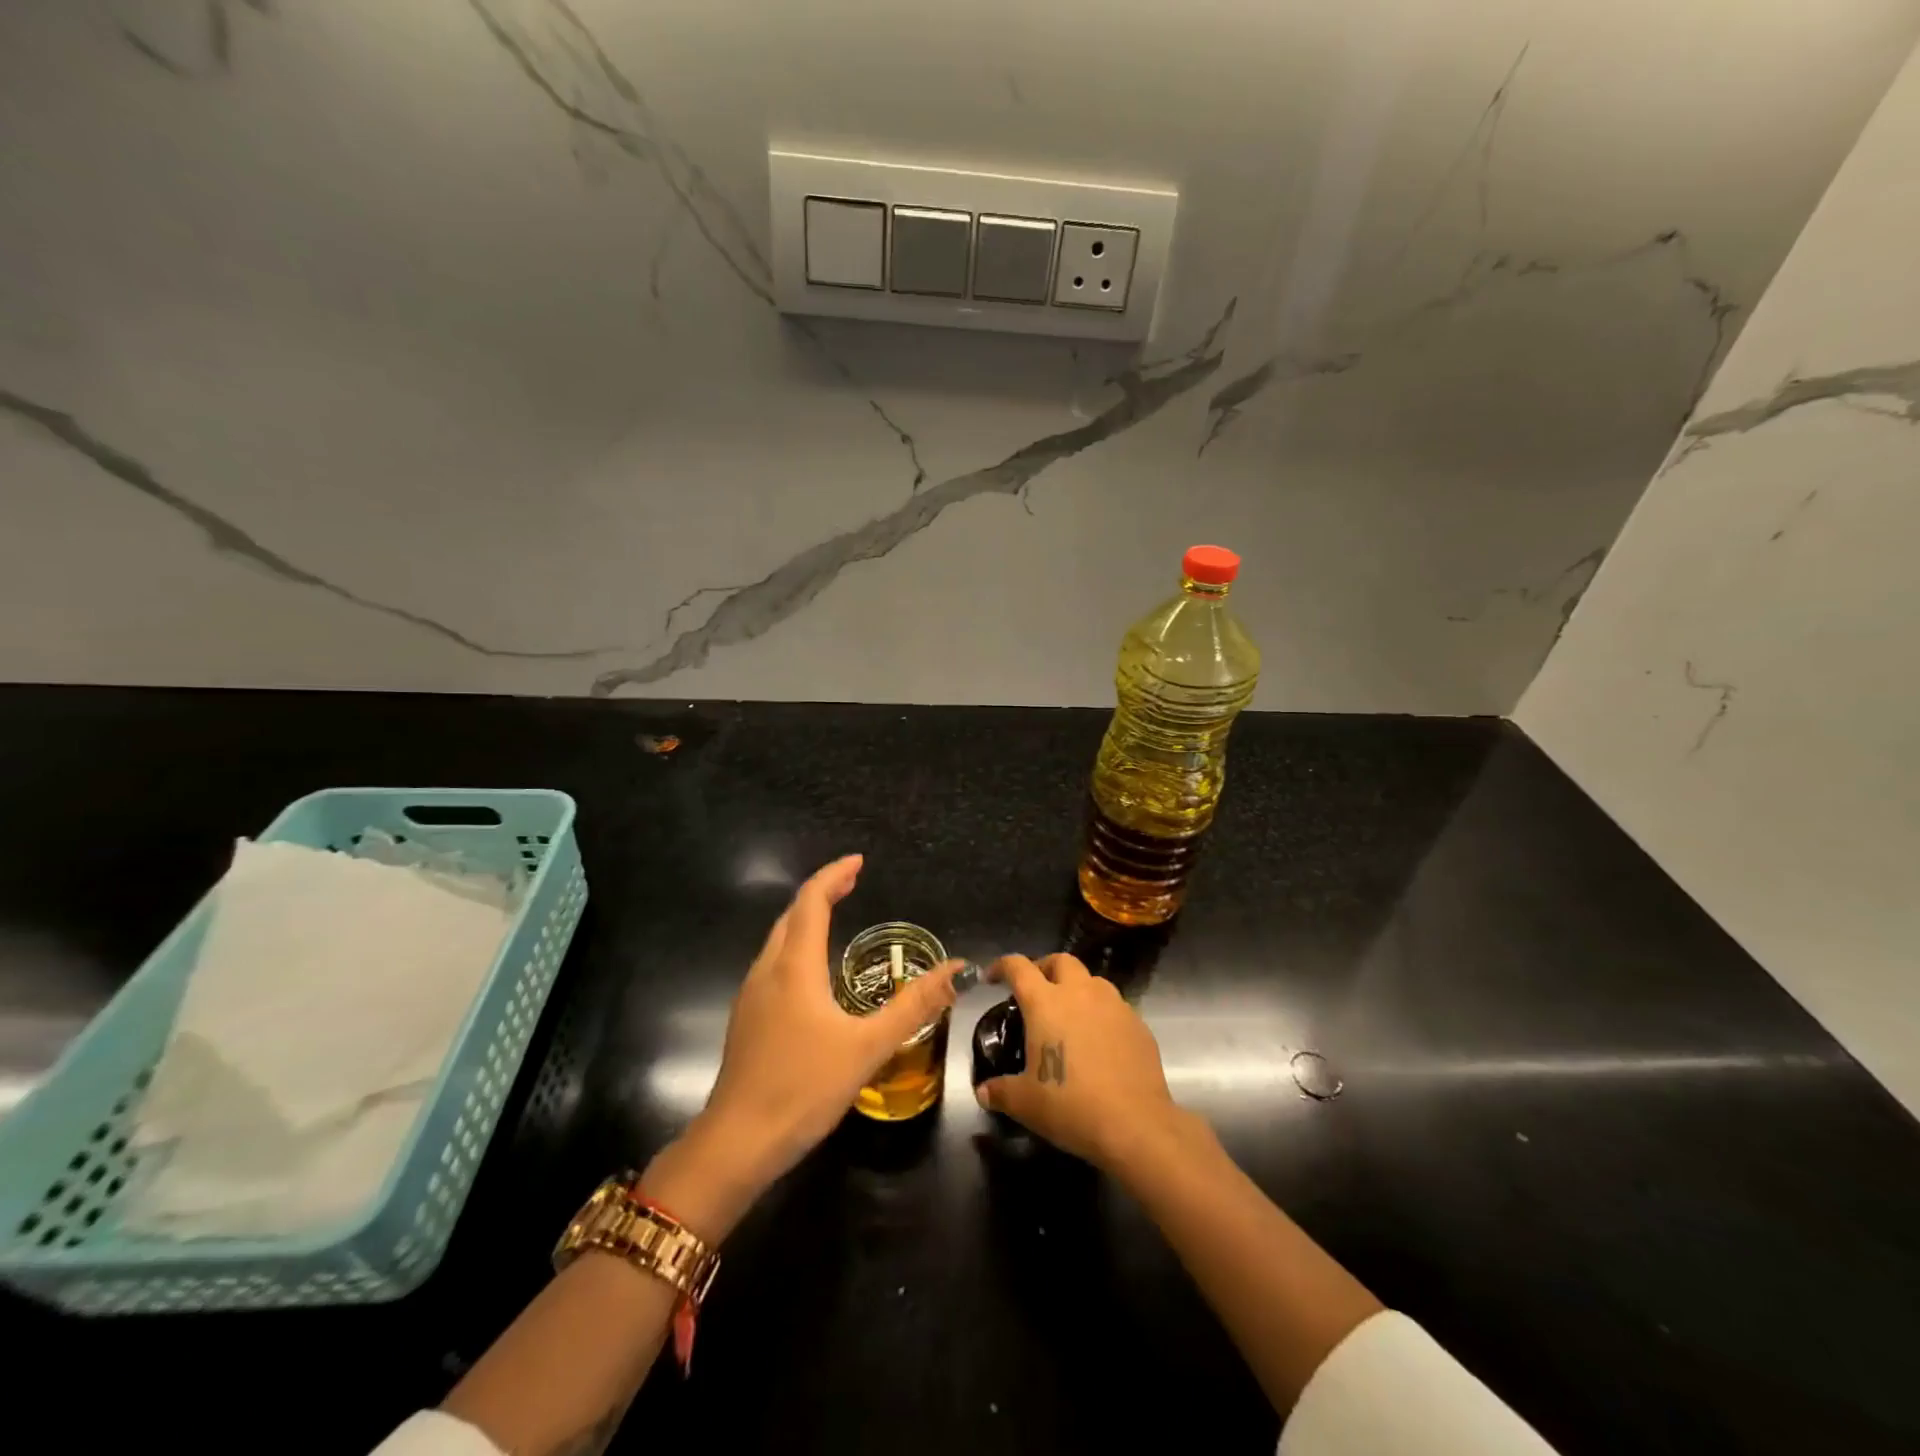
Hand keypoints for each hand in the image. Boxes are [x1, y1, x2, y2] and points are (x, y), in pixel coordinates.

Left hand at [646, 855, 959, 1234]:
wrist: (736, 1144)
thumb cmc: (803, 1088)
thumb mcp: (868, 1046)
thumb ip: (914, 1006)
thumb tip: (958, 970)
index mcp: (794, 967)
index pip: (811, 902)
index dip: (833, 876)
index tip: (858, 862)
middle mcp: (767, 971)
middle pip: (791, 916)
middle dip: (821, 892)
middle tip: (852, 883)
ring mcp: (750, 996)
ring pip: (778, 940)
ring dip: (805, 919)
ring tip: (834, 916)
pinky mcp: (746, 1020)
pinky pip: (773, 964)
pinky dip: (795, 947)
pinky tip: (811, 973)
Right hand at [974, 953, 1186, 1171]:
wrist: (1135, 1124)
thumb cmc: (1071, 1106)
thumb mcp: (1025, 1103)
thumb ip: (1000, 1091)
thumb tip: (983, 1092)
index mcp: (1046, 1003)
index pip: (1018, 967)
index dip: (1002, 966)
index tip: (993, 977)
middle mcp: (1080, 993)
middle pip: (1060, 960)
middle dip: (1044, 968)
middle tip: (1036, 991)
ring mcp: (1114, 1005)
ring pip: (1092, 980)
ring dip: (1076, 988)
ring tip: (1069, 1015)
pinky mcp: (1138, 1024)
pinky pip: (1115, 1006)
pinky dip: (1101, 1013)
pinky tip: (1099, 1041)